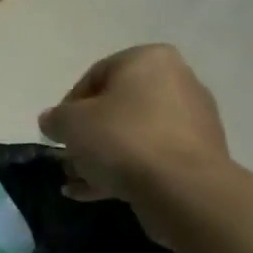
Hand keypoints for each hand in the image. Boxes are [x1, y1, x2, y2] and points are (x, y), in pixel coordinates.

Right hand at [37, 45, 226, 203]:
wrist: (182, 188)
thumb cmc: (122, 138)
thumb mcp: (70, 123)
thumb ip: (55, 118)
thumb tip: (53, 121)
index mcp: (148, 60)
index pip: (95, 75)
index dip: (68, 105)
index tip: (58, 130)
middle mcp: (177, 82)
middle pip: (117, 108)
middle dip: (88, 135)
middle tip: (68, 157)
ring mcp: (193, 121)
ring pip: (133, 135)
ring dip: (102, 157)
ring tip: (76, 181)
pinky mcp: (200, 156)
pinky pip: (152, 157)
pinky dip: (124, 170)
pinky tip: (93, 192)